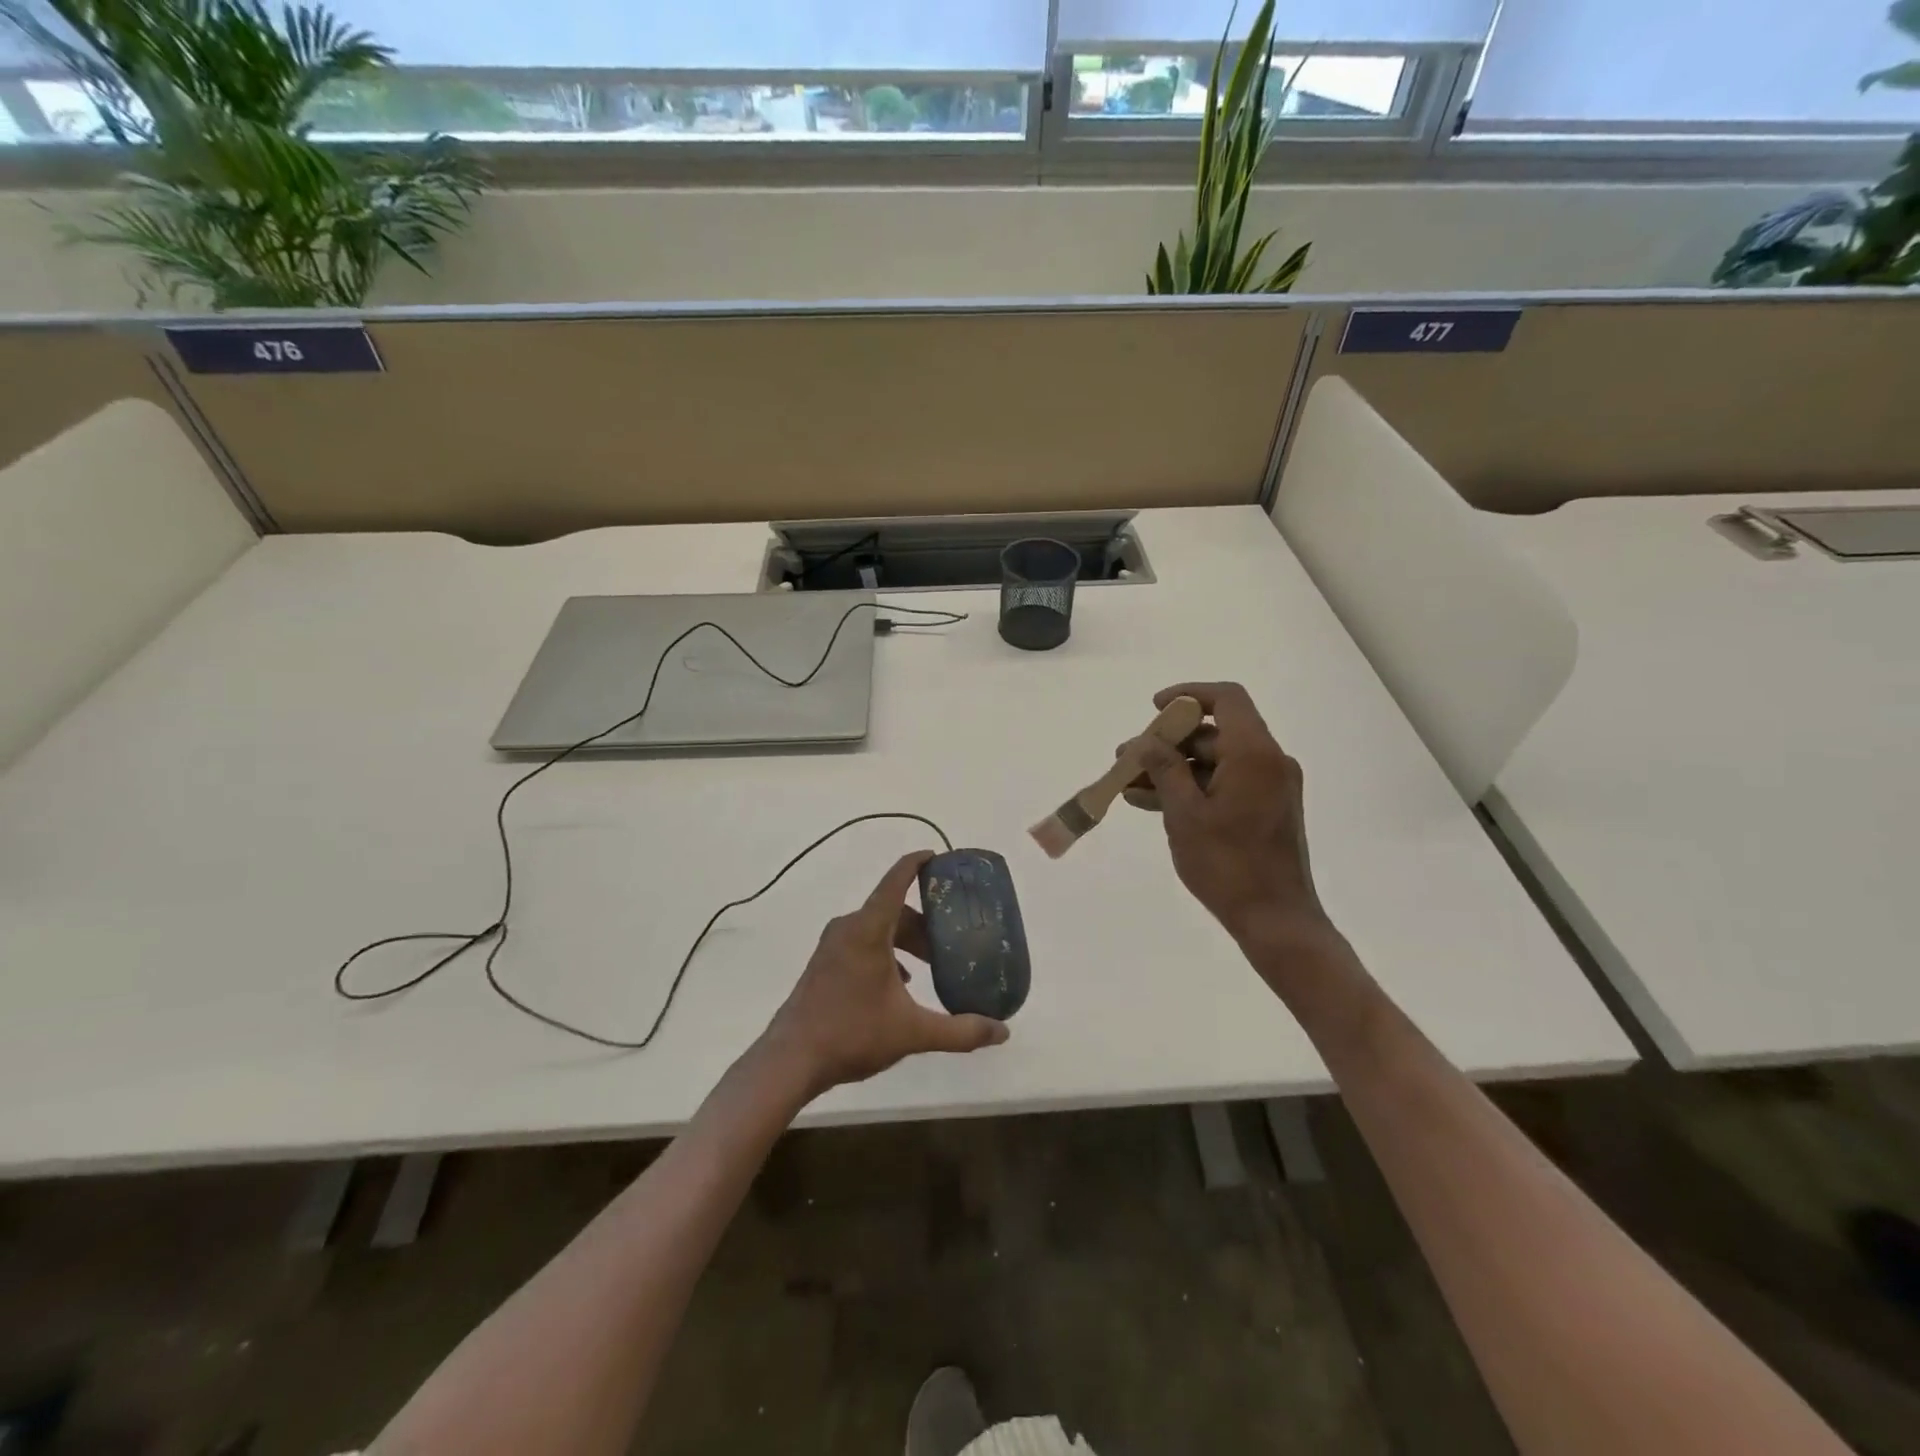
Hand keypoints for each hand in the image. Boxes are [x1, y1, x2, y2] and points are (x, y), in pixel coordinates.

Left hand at [764, 851, 1009, 1097]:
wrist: (790, 1061)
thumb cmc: (852, 1034)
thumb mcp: (912, 1032)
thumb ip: (960, 1031)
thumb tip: (1003, 1032)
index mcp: (868, 930)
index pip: (896, 881)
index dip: (917, 863)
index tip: (937, 856)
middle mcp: (848, 928)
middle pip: (891, 909)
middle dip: (923, 921)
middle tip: (949, 940)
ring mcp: (831, 946)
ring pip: (876, 928)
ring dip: (904, 940)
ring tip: (929, 965)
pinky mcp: (823, 964)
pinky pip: (861, 943)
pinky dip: (885, 952)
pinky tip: (900, 984)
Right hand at [1130, 683, 1335, 951]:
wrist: (1276, 920)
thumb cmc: (1228, 865)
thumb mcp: (1185, 814)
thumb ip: (1164, 769)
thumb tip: (1146, 741)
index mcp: (1255, 754)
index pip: (1226, 699)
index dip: (1188, 695)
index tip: (1154, 709)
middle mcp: (1269, 762)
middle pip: (1215, 732)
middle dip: (1168, 742)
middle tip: (1127, 758)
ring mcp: (1269, 787)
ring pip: (1215, 761)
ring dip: (1173, 769)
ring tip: (1129, 784)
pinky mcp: (1265, 809)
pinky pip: (1224, 784)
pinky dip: (1191, 788)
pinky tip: (1151, 803)